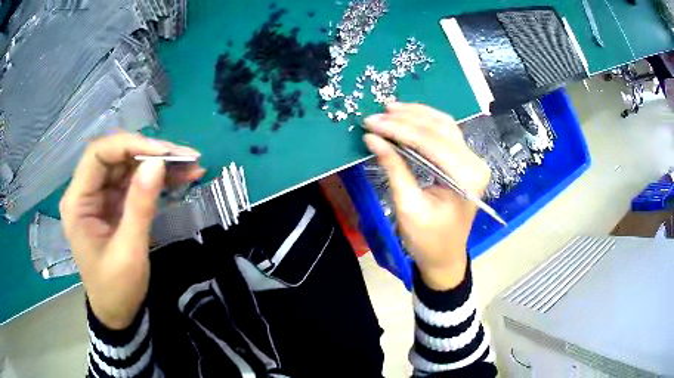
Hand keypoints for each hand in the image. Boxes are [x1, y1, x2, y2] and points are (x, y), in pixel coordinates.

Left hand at [60, 133, 204, 329]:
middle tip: (186, 157)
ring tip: (191, 166)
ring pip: (129, 166)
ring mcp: (101, 197)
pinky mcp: (114, 204)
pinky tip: (180, 178)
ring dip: (159, 164)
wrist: (118, 313)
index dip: (129, 146)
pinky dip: (157, 179)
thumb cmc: (117, 288)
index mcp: (78, 202)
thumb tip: (158, 163)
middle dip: (150, 153)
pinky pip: (135, 182)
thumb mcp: (129, 252)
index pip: (98, 155)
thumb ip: (140, 206)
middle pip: (116, 156)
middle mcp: (86, 192)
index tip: (163, 153)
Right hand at [364, 103, 489, 290]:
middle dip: (405, 119)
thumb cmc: (427, 240)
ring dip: (416, 115)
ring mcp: (472, 160)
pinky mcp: (465, 161)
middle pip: (439, 129)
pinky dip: (425, 123)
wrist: (445, 256)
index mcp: (466, 178)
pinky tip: (407, 117)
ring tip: (389, 109)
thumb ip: (394, 168)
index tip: (370, 123)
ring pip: (444, 125)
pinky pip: (445, 133)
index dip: (398, 130)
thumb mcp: (408, 206)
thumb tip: (372, 138)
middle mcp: (474, 163)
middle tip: (376, 115)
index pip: (430, 143)